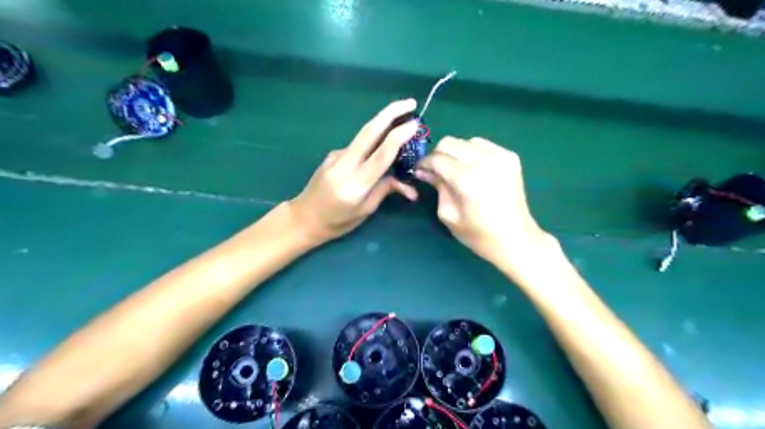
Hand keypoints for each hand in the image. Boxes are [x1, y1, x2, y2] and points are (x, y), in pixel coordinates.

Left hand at [290, 97, 421, 241]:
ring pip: (364, 135)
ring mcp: (336, 156)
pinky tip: (378, 151)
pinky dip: (372, 144)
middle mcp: (345, 164)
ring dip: (384, 125)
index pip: (381, 154)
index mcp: (356, 184)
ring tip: (401, 125)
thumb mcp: (365, 211)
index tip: (415, 123)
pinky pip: (357, 146)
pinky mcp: (332, 154)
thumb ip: (385, 190)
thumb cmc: (336, 222)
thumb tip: (407, 183)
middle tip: (411, 103)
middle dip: (391, 112)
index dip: (400, 135)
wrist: (303, 218)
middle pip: (369, 131)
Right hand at [416, 136, 552, 270]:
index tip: (419, 171)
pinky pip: (484, 144)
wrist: (515, 239)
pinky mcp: (510, 158)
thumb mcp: (448, 214)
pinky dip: (473, 151)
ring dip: (456, 151)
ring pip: (466, 141)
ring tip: (455, 168)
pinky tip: (473, 167)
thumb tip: (425, 171)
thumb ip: (437, 187)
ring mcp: (500, 156)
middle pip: (450, 143)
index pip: (436, 158)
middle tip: (435, 170)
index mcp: (466, 178)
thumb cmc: (478, 234)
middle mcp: (483, 160)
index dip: (424, 163)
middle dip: (437, 154)